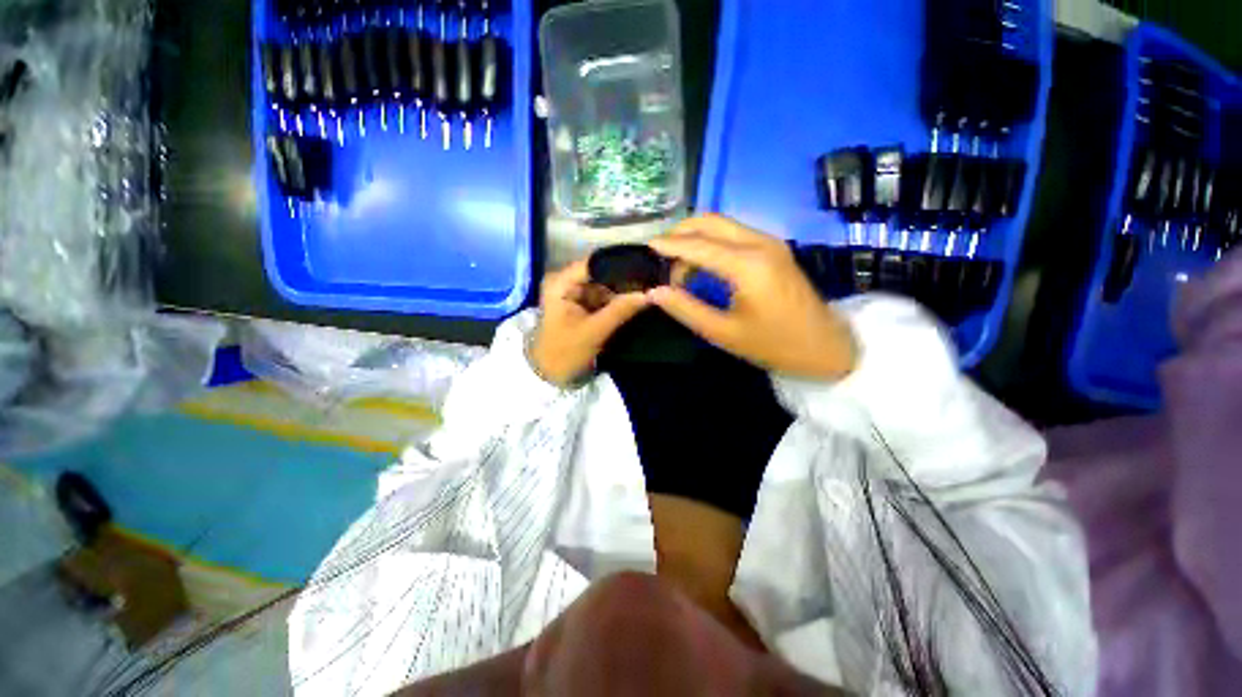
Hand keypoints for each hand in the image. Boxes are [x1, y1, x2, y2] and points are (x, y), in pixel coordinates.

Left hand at [529, 260, 649, 386]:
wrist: (549, 376)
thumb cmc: (565, 352)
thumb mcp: (594, 331)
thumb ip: (621, 310)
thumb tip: (649, 293)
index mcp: (561, 283)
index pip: (595, 263)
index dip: (620, 264)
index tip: (646, 268)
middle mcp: (566, 282)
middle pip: (600, 274)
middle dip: (623, 281)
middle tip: (651, 283)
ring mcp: (573, 294)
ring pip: (604, 287)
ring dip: (622, 292)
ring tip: (647, 292)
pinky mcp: (580, 306)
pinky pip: (602, 298)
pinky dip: (615, 302)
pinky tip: (634, 303)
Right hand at [648, 215, 857, 379]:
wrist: (827, 346)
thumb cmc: (774, 345)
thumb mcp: (724, 333)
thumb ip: (686, 309)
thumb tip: (655, 292)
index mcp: (747, 265)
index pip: (698, 245)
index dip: (669, 244)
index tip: (646, 246)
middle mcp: (759, 243)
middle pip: (710, 221)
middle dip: (681, 232)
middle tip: (661, 255)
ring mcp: (770, 242)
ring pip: (722, 224)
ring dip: (696, 237)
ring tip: (678, 266)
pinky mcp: (774, 248)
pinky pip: (734, 234)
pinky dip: (712, 242)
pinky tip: (702, 264)